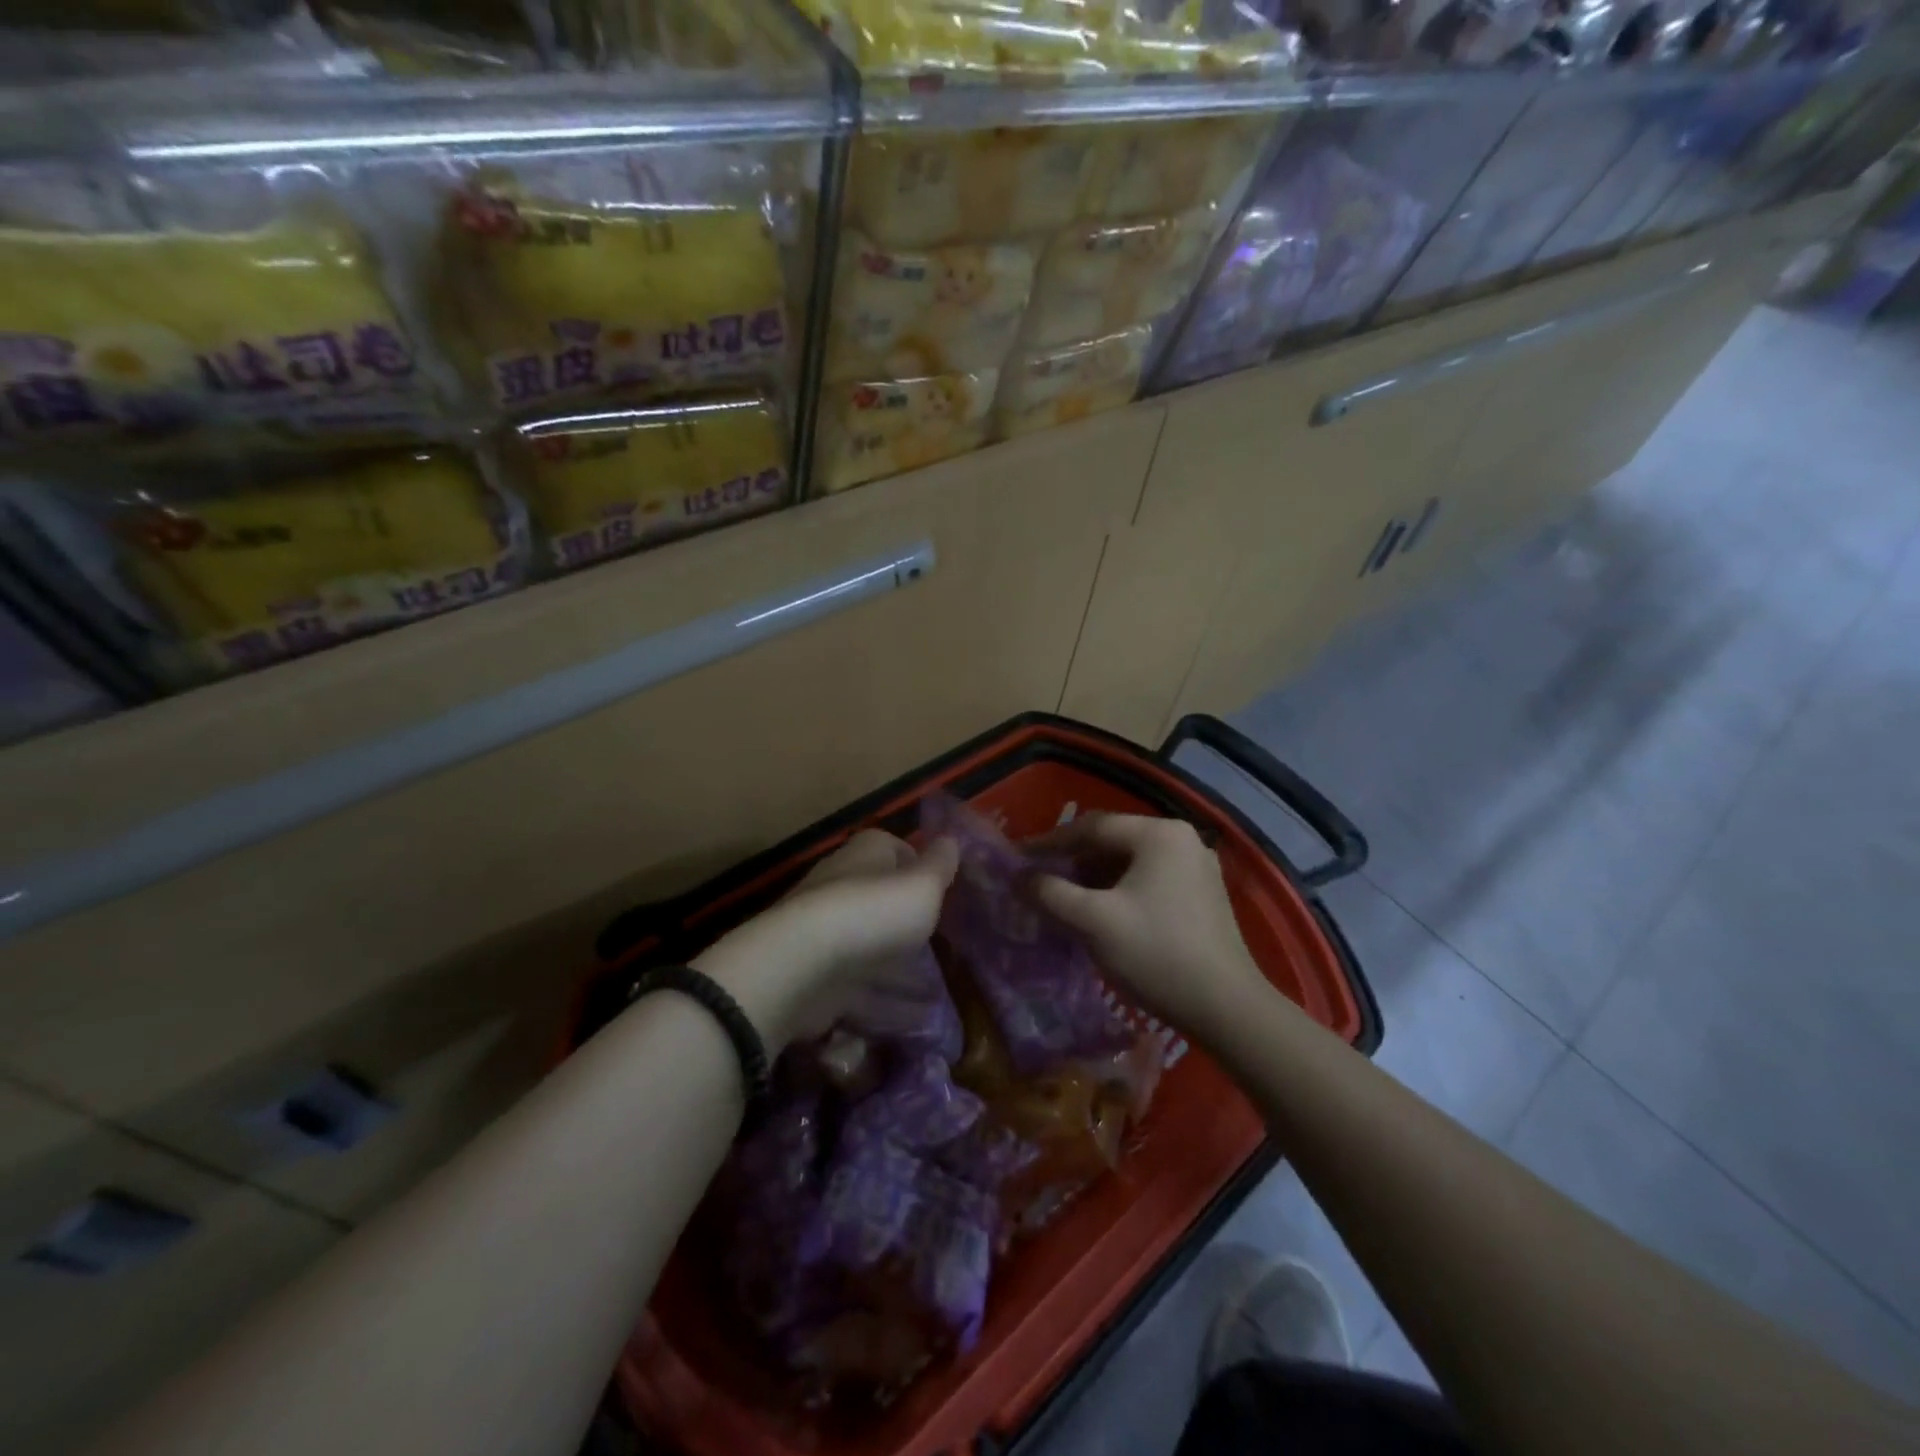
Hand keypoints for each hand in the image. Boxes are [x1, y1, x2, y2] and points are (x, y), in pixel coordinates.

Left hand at [693, 829, 958, 1048]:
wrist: (801, 965)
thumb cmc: (872, 913)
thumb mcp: (922, 886)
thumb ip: (940, 866)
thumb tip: (951, 839)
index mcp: (866, 855)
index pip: (894, 850)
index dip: (918, 867)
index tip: (943, 891)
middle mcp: (842, 887)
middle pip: (881, 903)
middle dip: (909, 926)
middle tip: (944, 947)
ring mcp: (826, 934)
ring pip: (871, 951)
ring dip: (901, 973)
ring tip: (937, 994)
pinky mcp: (817, 977)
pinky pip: (859, 990)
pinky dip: (886, 1005)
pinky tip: (914, 1022)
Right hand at [1030, 813, 1274, 1040]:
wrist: (1227, 1009)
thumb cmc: (1156, 954)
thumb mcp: (1093, 922)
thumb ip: (1050, 893)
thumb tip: (1018, 876)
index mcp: (1158, 834)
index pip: (1091, 827)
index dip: (1049, 842)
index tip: (1017, 858)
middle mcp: (1181, 839)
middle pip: (1112, 841)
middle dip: (1072, 861)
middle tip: (1038, 881)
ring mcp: (1196, 866)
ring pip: (1129, 863)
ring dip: (1093, 878)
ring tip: (1062, 899)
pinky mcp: (1202, 895)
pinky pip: (1148, 880)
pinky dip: (1118, 891)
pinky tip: (1099, 914)